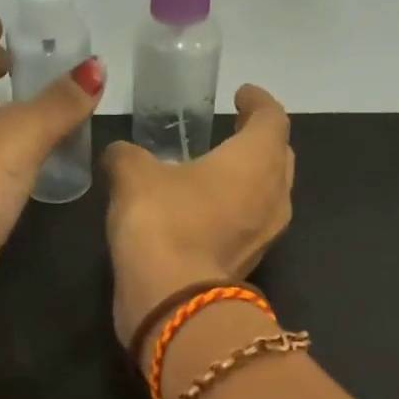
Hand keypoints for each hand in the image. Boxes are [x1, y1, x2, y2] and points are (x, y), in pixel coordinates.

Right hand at [101, 85, 294, 354]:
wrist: (173, 303)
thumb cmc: (163, 223)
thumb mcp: (133, 176)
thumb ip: (128, 156)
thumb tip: (119, 154)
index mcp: (257, 159)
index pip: (271, 117)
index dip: (257, 102)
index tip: (241, 95)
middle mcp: (274, 196)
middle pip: (279, 157)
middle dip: (259, 141)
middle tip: (235, 132)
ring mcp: (266, 237)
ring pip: (269, 195)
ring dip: (250, 181)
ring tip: (220, 173)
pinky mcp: (250, 266)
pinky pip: (251, 227)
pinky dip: (236, 213)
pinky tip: (207, 213)